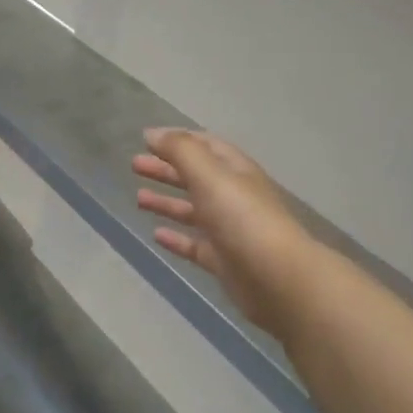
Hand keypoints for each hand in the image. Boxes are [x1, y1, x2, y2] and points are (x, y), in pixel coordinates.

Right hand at [134, 129, 315, 332]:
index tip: (147, 139)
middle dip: (166, 169)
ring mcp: (229, 230)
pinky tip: (156, 235)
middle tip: (134, 165)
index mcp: (235, 170)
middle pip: (196, 177)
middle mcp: (233, 196)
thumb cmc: (242, 218)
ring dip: (167, 202)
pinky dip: (176, 238)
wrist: (278, 278)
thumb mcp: (210, 175)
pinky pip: (195, 245)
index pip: (205, 146)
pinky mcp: (224, 261)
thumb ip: (181, 151)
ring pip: (193, 210)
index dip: (177, 140)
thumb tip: (153, 134)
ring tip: (138, 199)